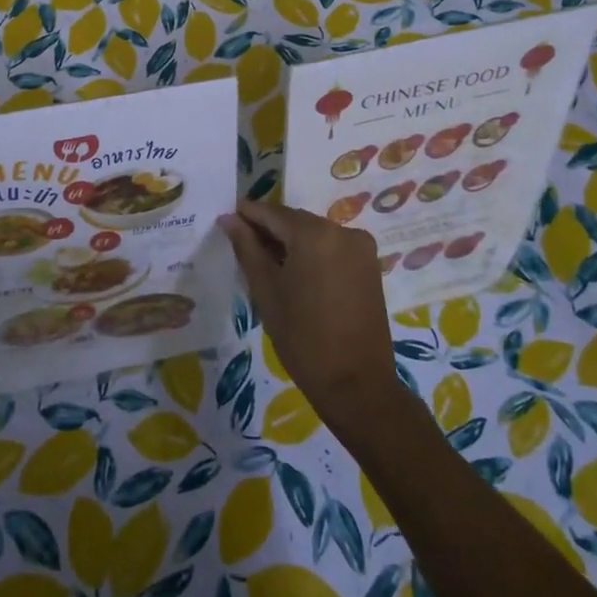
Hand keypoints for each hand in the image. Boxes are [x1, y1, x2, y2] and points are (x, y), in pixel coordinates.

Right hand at [219, 201, 399, 428]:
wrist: (356, 383)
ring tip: (266, 264)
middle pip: (295, 220)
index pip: (272, 212)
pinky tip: (294, 273)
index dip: (247, 215)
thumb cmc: (302, 337)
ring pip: (314, 233)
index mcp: (314, 233)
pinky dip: (311, 253)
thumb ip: (247, 248)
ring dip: (290, 242)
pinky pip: (332, 247)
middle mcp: (342, 230)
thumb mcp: (266, 291)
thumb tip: (229, 219)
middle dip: (269, 229)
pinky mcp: (369, 264)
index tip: (226, 221)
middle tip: (242, 246)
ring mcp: (360, 247)